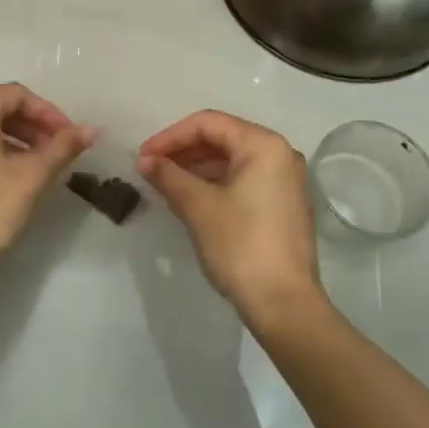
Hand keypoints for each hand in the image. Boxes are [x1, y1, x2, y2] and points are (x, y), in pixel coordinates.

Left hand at [0, 83, 94, 285]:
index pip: (15, 95)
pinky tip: (16, 183)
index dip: (48, 112)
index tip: (70, 137)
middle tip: (60, 152)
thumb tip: (92, 129)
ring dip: (19, 144)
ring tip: (43, 169)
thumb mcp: (32, 175)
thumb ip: (63, 147)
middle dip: (34, 128)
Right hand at [138, 111, 325, 326]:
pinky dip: (214, 183)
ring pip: (231, 160)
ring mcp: (285, 181)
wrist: (284, 304)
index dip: (170, 136)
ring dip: (196, 168)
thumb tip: (145, 160)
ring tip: (164, 184)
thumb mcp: (198, 207)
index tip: (143, 157)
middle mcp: (280, 154)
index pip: (208, 123)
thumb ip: (169, 176)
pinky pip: (243, 179)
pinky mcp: (282, 204)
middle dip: (182, 151)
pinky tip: (189, 198)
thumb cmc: (240, 246)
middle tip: (150, 169)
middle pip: (222, 138)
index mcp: (264, 145)